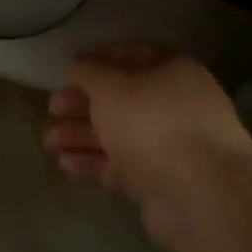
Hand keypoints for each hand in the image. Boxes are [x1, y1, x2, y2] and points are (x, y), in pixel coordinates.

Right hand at [42, 44, 251, 247]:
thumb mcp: (111, 86)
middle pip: (121, 98)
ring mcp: (170, 146)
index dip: (96, 62)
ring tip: (49, 143)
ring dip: (82, 135)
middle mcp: (174, 104)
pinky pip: (121, 166)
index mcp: (171, 71)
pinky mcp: (161, 182)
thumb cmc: (153, 123)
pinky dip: (93, 162)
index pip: (130, 56)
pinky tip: (65, 164)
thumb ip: (88, 70)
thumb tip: (77, 63)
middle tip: (53, 110)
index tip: (66, 72)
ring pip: (118, 134)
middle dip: (83, 104)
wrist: (202, 195)